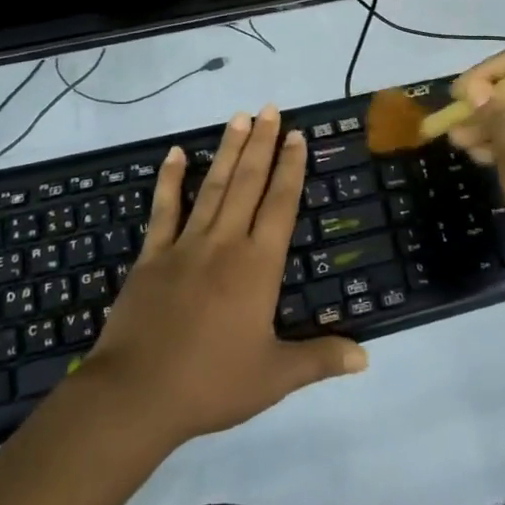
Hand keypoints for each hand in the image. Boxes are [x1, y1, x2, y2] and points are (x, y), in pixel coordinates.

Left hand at [82, 106, 367, 448]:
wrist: (136, 395)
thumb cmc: (211, 383)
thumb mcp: (274, 377)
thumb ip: (320, 359)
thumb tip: (367, 356)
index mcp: (258, 266)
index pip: (281, 204)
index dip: (291, 168)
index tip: (297, 135)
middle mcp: (225, 243)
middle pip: (249, 183)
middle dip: (262, 144)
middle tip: (270, 108)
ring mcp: (185, 245)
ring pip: (214, 186)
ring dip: (228, 151)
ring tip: (239, 117)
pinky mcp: (152, 256)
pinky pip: (164, 209)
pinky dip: (170, 179)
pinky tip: (177, 153)